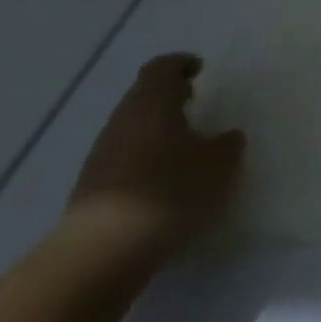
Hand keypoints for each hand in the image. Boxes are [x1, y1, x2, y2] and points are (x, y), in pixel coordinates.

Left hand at [66, 54, 245, 264]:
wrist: (98, 256)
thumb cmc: (166, 192)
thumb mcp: (216, 166)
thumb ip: (227, 146)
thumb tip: (229, 136)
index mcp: (152, 101)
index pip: (162, 67)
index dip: (181, 65)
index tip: (198, 71)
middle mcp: (122, 120)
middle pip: (143, 97)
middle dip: (168, 98)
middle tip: (193, 104)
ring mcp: (101, 157)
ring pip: (132, 130)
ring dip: (155, 132)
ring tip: (181, 149)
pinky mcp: (91, 192)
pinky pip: (122, 163)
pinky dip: (142, 163)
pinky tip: (161, 185)